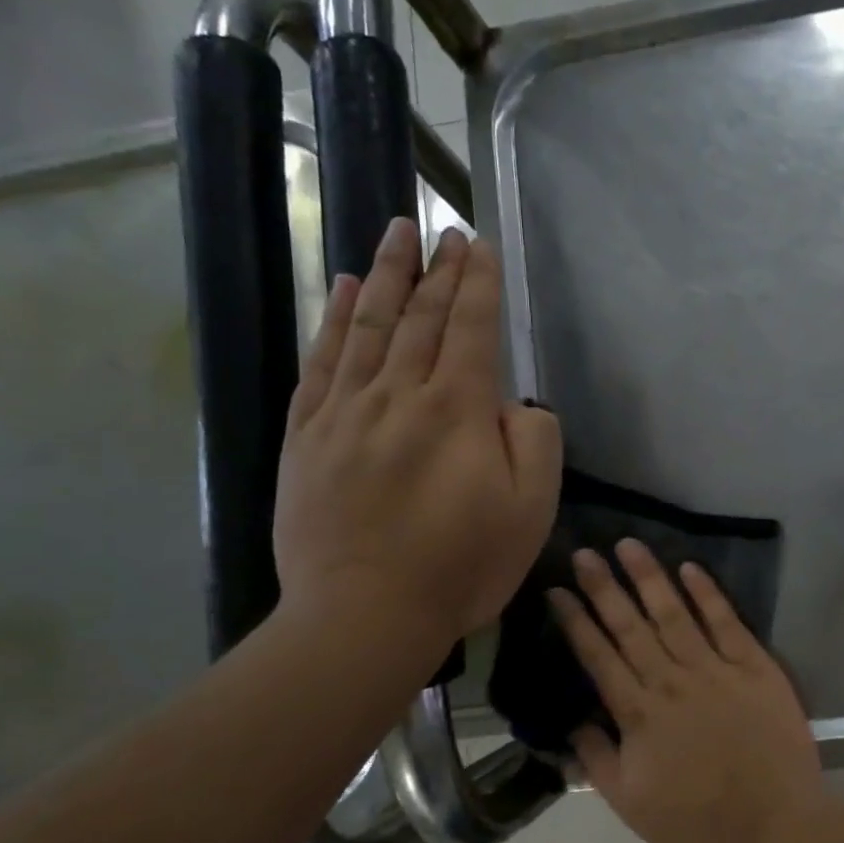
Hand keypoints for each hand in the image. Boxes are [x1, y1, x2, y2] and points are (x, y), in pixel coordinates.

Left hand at [274, 220, 560, 659]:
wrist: (365, 614)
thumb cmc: (462, 566)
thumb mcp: (532, 511)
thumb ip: (536, 443)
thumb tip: (516, 404)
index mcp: (457, 411)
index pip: (471, 329)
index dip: (478, 284)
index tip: (479, 245)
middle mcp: (399, 395)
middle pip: (420, 317)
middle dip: (437, 268)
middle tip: (443, 228)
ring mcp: (346, 413)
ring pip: (367, 327)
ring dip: (385, 275)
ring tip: (394, 233)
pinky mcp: (307, 436)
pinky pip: (322, 364)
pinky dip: (334, 321)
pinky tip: (343, 291)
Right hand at [549, 540, 823, 842]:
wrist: (774, 825)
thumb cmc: (698, 822)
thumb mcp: (631, 805)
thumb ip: (597, 761)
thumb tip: (573, 724)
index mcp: (640, 713)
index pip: (599, 656)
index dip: (576, 621)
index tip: (557, 590)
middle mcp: (672, 680)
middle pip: (631, 626)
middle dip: (604, 587)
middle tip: (584, 552)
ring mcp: (715, 669)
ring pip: (674, 613)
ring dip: (650, 577)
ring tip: (629, 545)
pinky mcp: (754, 666)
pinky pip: (727, 622)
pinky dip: (708, 593)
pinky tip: (690, 568)